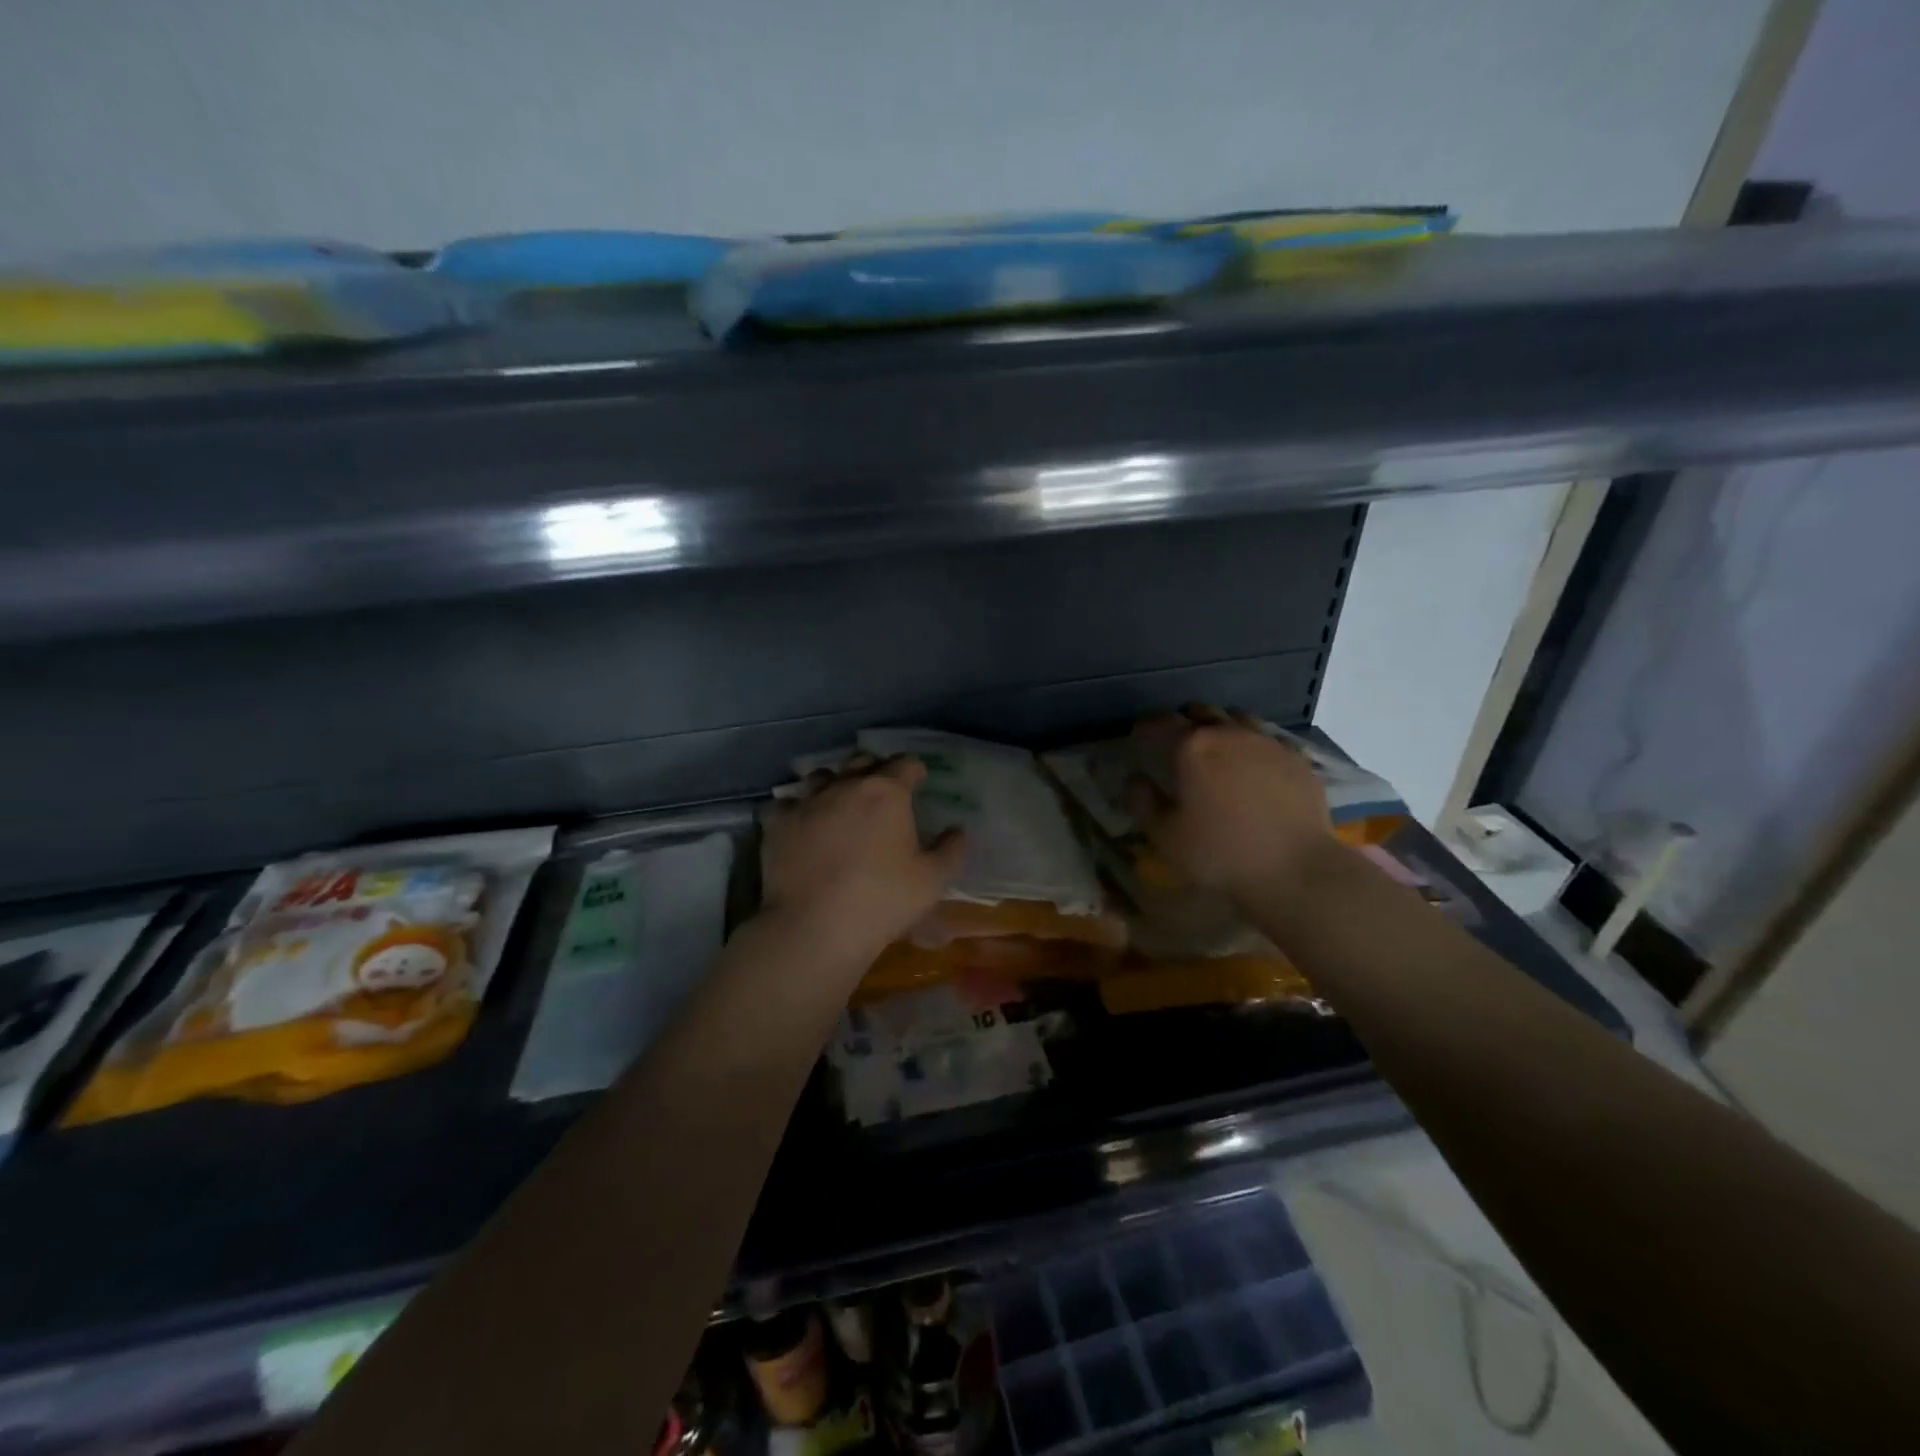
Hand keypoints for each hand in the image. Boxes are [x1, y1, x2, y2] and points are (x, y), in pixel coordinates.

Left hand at [759, 755, 967, 963]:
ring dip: (834, 783)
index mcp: (887, 792)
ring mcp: (806, 802)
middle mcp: (845, 786)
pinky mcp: (777, 824)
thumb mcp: (932, 880)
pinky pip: (784, 803)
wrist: (815, 927)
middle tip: (881, 791)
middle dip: (874, 769)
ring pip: (821, 776)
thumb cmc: (882, 900)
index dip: (914, 770)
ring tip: (838, 803)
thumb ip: (951, 850)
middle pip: (861, 760)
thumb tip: (957, 830)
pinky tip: (800, 824)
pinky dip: (795, 809)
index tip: (918, 781)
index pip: (905, 764)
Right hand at [1128, 709, 1335, 910]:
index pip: (1160, 724)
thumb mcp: (1166, 836)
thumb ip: (1143, 802)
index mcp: (1191, 747)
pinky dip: (1254, 745)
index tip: (1138, 737)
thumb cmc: (1220, 854)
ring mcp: (1267, 742)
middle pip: (1201, 712)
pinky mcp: (1297, 758)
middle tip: (1177, 741)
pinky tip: (1255, 764)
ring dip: (1221, 726)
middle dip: (1185, 722)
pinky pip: (1268, 739)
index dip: (1145, 728)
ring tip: (1217, 746)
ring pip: (1237, 719)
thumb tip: (1135, 779)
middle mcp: (1228, 733)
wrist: (1296, 869)